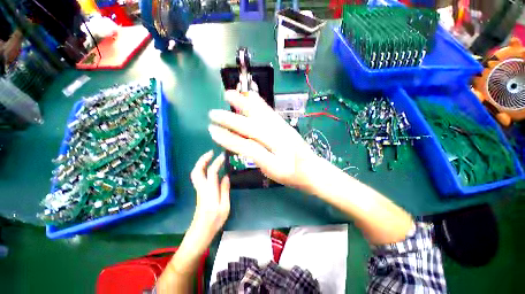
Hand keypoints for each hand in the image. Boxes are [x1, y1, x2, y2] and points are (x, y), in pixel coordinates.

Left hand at [189, 150, 229, 247]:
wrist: (200, 233)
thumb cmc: (214, 222)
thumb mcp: (225, 206)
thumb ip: (225, 190)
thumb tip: (225, 176)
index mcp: (209, 191)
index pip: (211, 172)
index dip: (216, 162)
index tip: (223, 156)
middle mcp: (201, 188)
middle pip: (197, 170)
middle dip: (203, 159)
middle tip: (211, 152)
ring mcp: (198, 190)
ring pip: (195, 173)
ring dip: (201, 163)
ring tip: (210, 157)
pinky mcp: (199, 192)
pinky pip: (198, 177)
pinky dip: (201, 169)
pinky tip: (209, 168)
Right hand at [208, 90, 317, 190]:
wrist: (314, 170)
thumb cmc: (293, 175)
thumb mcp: (273, 172)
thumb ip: (257, 157)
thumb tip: (241, 144)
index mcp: (275, 155)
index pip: (247, 145)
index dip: (228, 139)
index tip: (212, 131)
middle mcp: (278, 137)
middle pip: (251, 126)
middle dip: (230, 119)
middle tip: (213, 113)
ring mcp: (282, 128)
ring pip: (261, 114)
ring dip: (244, 103)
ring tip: (230, 94)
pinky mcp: (285, 124)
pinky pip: (269, 111)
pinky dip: (259, 102)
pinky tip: (252, 96)